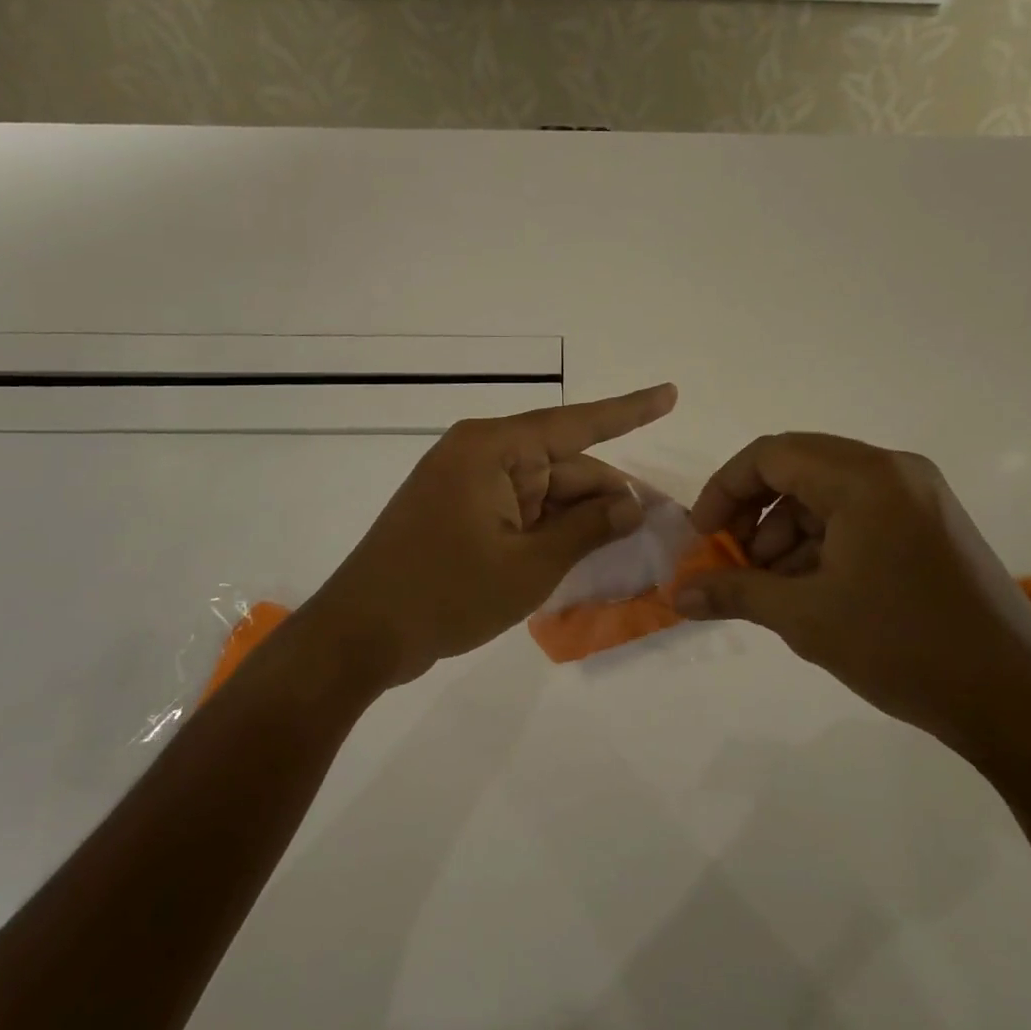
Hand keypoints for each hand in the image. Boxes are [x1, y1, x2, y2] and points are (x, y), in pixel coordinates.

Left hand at [299, 384, 678, 689]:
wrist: (360, 635)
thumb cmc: (445, 594)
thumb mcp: (529, 566)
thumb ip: (587, 528)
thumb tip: (631, 502)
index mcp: (493, 449)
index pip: (575, 423)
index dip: (629, 411)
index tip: (670, 394)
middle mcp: (480, 454)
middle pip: (562, 465)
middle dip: (607, 494)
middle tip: (657, 523)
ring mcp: (466, 483)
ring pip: (544, 491)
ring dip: (579, 518)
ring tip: (625, 547)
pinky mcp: (459, 511)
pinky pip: (520, 510)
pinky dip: (550, 530)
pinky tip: (583, 552)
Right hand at [675, 433, 1030, 760]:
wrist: (1017, 701)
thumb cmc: (903, 647)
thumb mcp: (805, 618)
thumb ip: (736, 593)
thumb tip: (678, 595)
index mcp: (865, 477)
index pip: (771, 455)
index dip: (725, 491)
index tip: (702, 536)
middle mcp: (894, 471)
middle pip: (798, 468)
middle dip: (754, 513)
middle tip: (734, 561)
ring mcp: (919, 496)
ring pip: (827, 494)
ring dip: (787, 532)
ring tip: (773, 587)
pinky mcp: (932, 525)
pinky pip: (859, 514)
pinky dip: (823, 542)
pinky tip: (812, 589)